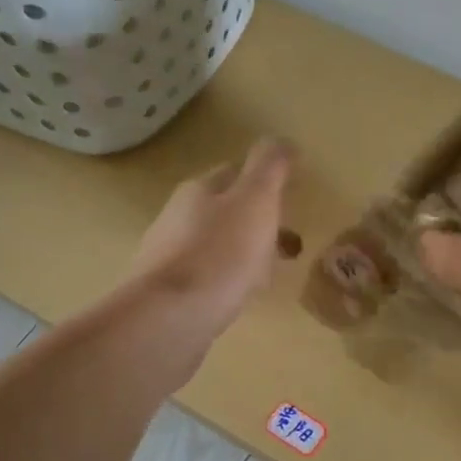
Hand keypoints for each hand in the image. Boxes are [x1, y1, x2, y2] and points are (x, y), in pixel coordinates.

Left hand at [127, 137, 293, 343]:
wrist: (168, 321)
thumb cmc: (219, 254)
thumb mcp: (255, 200)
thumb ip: (270, 167)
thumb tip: (281, 139)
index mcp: (199, 190)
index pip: (235, 172)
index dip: (265, 180)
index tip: (292, 195)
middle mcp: (179, 218)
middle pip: (226, 210)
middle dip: (259, 221)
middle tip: (290, 241)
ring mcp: (170, 258)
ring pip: (218, 246)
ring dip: (247, 253)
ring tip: (272, 273)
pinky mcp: (170, 296)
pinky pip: (209, 279)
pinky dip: (231, 281)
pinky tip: (242, 298)